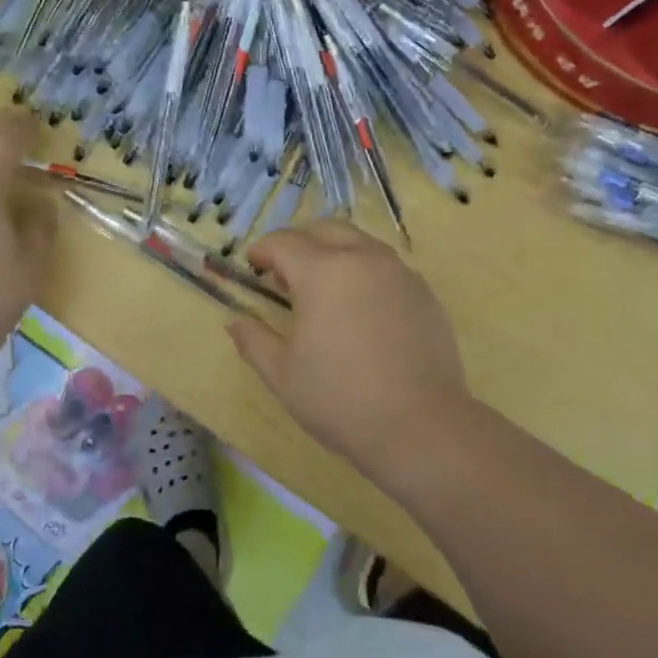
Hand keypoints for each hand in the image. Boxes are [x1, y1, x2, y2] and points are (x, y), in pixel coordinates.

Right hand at [227, 222, 475, 479]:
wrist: (422, 427)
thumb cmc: (341, 399)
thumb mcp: (282, 374)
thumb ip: (253, 339)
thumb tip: (235, 320)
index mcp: (322, 271)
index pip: (283, 242)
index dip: (263, 252)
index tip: (253, 268)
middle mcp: (362, 258)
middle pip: (324, 230)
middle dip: (299, 244)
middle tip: (286, 276)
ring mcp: (398, 272)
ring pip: (359, 243)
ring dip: (334, 253)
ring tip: (324, 291)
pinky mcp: (423, 292)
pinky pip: (386, 265)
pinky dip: (364, 272)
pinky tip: (361, 309)